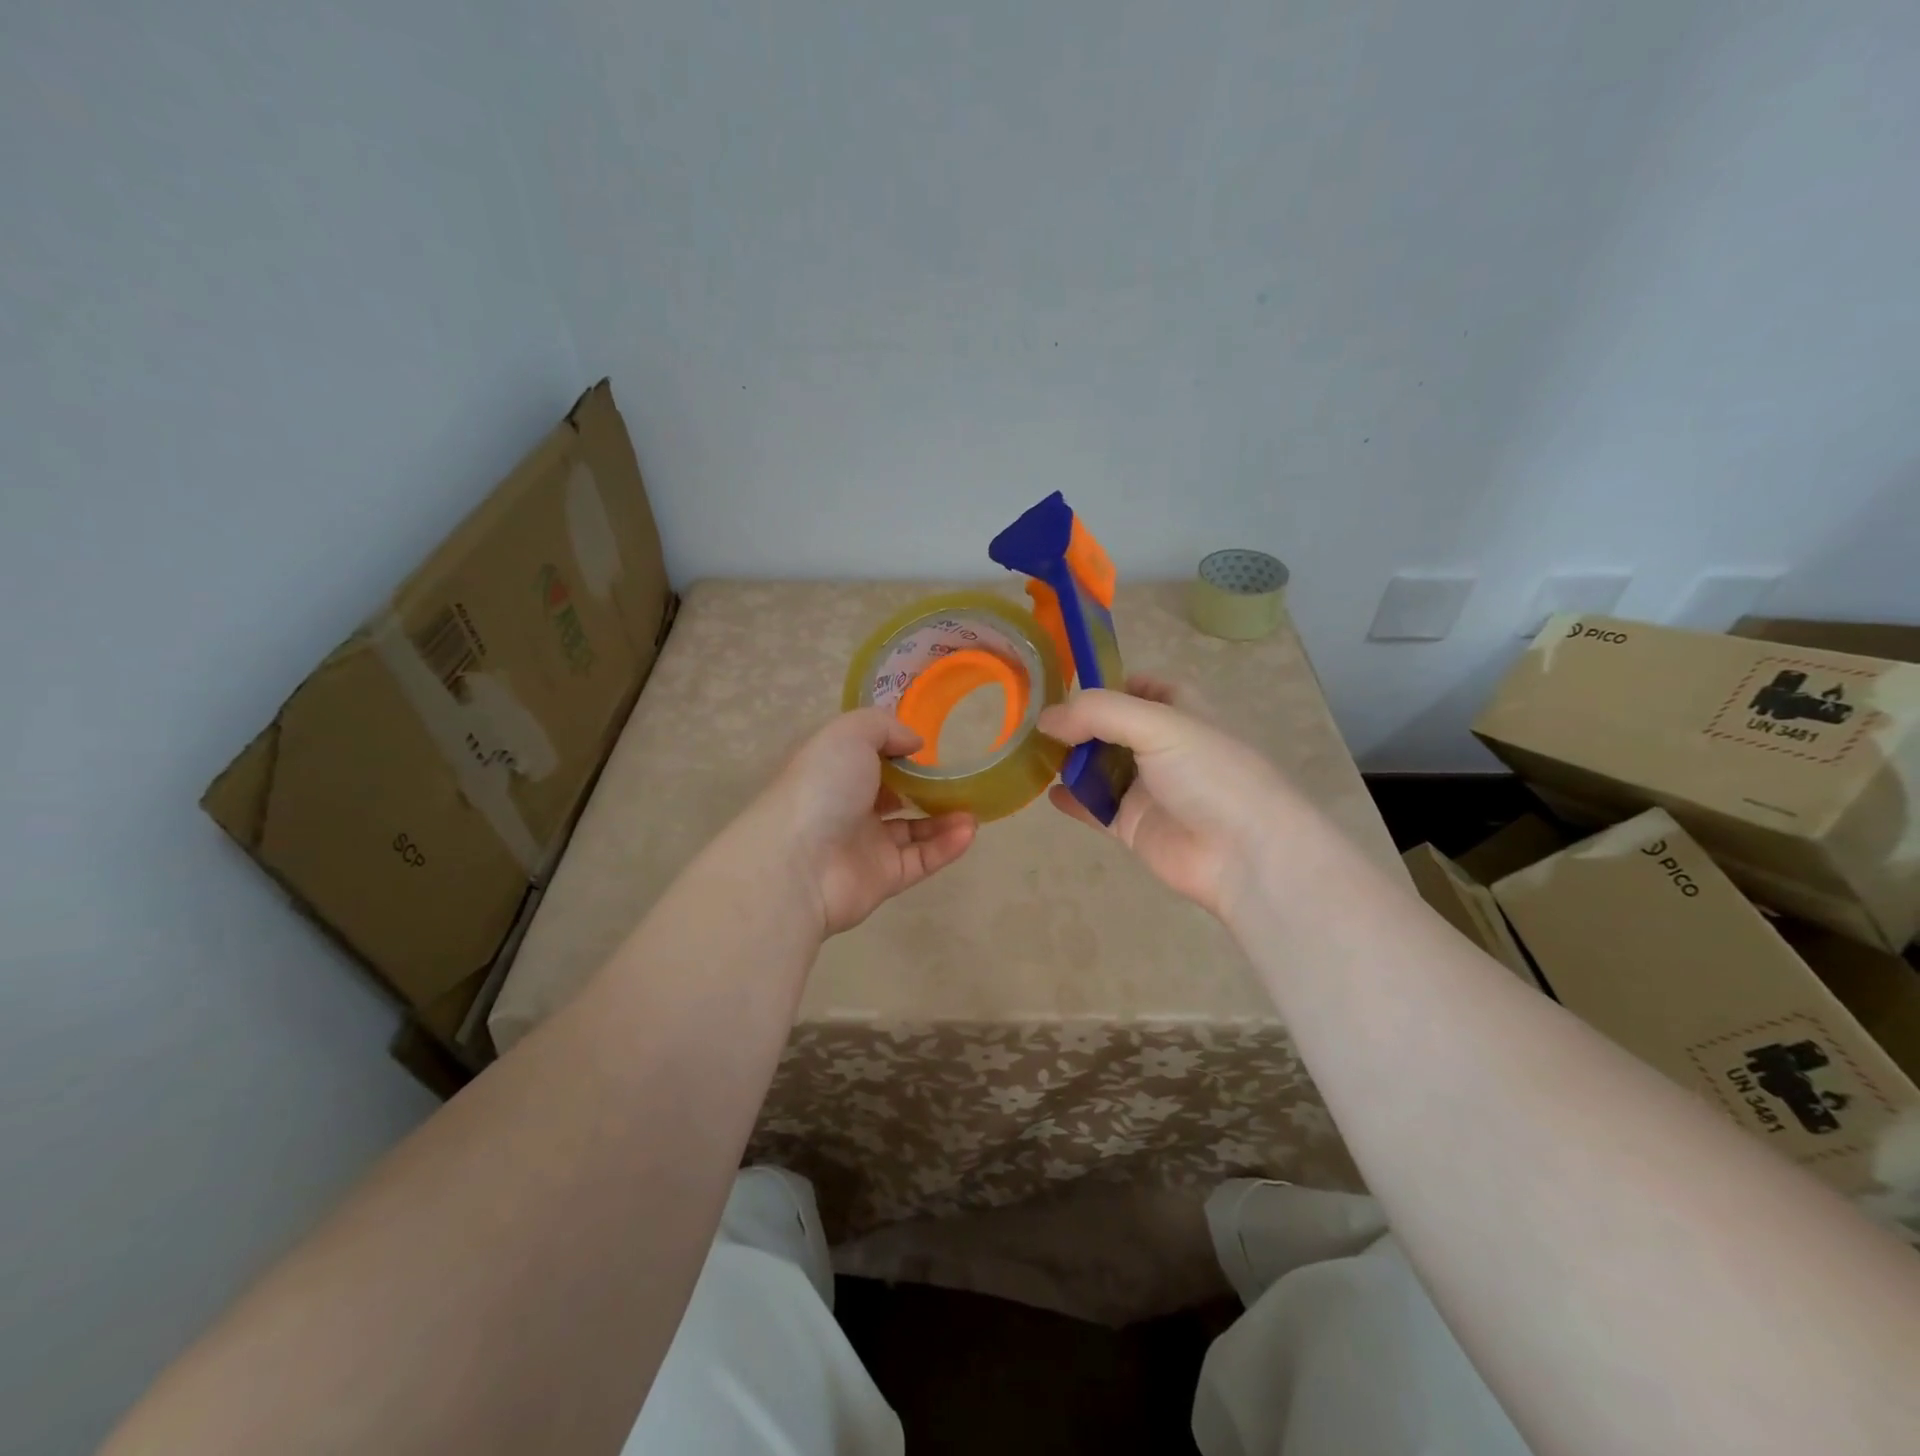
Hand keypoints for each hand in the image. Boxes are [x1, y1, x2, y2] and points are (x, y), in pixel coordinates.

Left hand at [759, 708, 976, 936]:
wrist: (798, 863)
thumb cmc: (821, 787)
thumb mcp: (850, 734)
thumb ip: (885, 727)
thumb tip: (915, 744)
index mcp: (833, 770)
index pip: (868, 758)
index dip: (897, 751)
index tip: (929, 747)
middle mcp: (847, 806)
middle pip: (894, 795)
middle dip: (927, 787)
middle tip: (960, 779)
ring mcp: (865, 845)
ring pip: (913, 830)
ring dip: (945, 818)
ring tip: (974, 809)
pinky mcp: (883, 879)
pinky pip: (921, 860)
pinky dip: (945, 846)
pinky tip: (968, 831)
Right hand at [1038, 676, 1289, 920]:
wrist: (1246, 854)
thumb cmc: (1210, 774)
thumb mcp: (1158, 724)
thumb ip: (1098, 714)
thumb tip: (1046, 719)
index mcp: (1179, 711)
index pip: (1138, 687)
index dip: (1105, 685)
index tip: (1062, 688)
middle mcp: (1162, 746)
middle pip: (1110, 728)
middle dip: (1076, 725)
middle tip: (1032, 724)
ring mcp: (1147, 788)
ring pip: (1099, 767)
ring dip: (1069, 761)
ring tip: (1030, 754)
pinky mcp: (1134, 825)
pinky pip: (1095, 808)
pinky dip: (1072, 800)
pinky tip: (1047, 793)